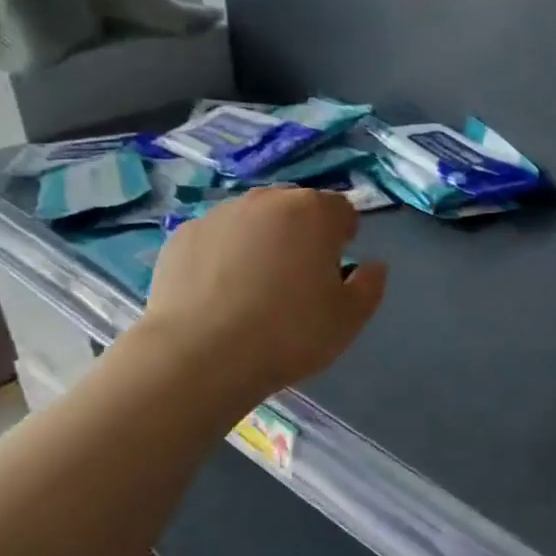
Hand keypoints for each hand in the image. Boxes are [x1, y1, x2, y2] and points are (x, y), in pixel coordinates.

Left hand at [135, 187, 386, 397]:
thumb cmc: (289, 333)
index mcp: (313, 212)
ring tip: (253, 289)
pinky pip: (216, 239)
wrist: (200, 356)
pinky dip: (222, 256)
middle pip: (295, 209)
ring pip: (253, 221)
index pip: (341, 210)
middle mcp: (266, 200)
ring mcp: (219, 214)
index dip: (343, 238)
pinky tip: (218, 294)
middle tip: (297, 280)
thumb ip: (370, 285)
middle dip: (302, 234)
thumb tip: (373, 266)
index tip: (336, 270)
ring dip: (261, 242)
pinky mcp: (182, 236)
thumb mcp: (349, 318)